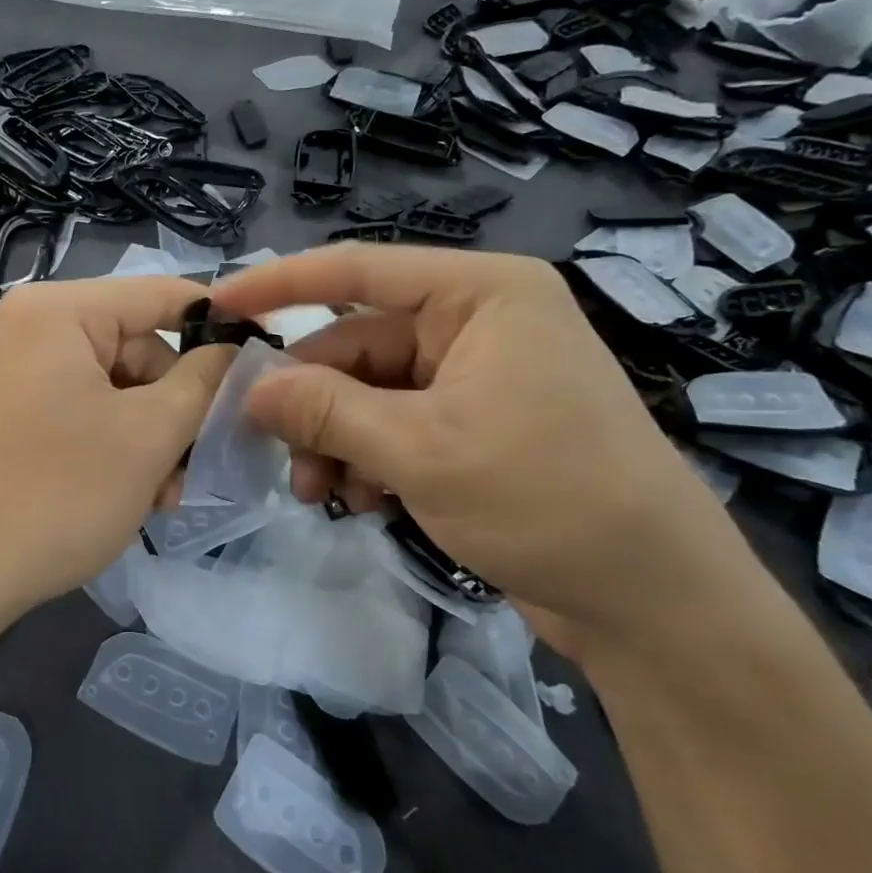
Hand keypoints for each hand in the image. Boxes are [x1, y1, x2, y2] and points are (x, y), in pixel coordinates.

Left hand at [0, 276, 232, 623]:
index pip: (161, 294)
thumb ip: (203, 381)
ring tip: (158, 496)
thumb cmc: (55, 495)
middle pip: (130, 347)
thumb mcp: (148, 436)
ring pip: (102, 387)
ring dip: (141, 436)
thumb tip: (232, 348)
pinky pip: (67, 410)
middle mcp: (20, 326)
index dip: (218, 323)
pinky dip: (101, 443)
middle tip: (191, 468)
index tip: (260, 363)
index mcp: (56, 310)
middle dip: (170, 406)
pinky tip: (118, 493)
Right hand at [212, 245, 772, 660]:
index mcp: (481, 294)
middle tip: (267, 447)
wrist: (653, 602)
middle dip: (311, 400)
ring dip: (335, 438)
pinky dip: (368, 457)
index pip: (359, 270)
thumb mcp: (420, 451)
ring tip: (317, 492)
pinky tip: (363, 502)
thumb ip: (327, 411)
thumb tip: (250, 389)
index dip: (280, 283)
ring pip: (370, 391)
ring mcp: (477, 374)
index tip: (218, 303)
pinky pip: (396, 423)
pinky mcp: (475, 422)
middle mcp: (478, 321)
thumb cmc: (546, 499)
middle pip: (358, 343)